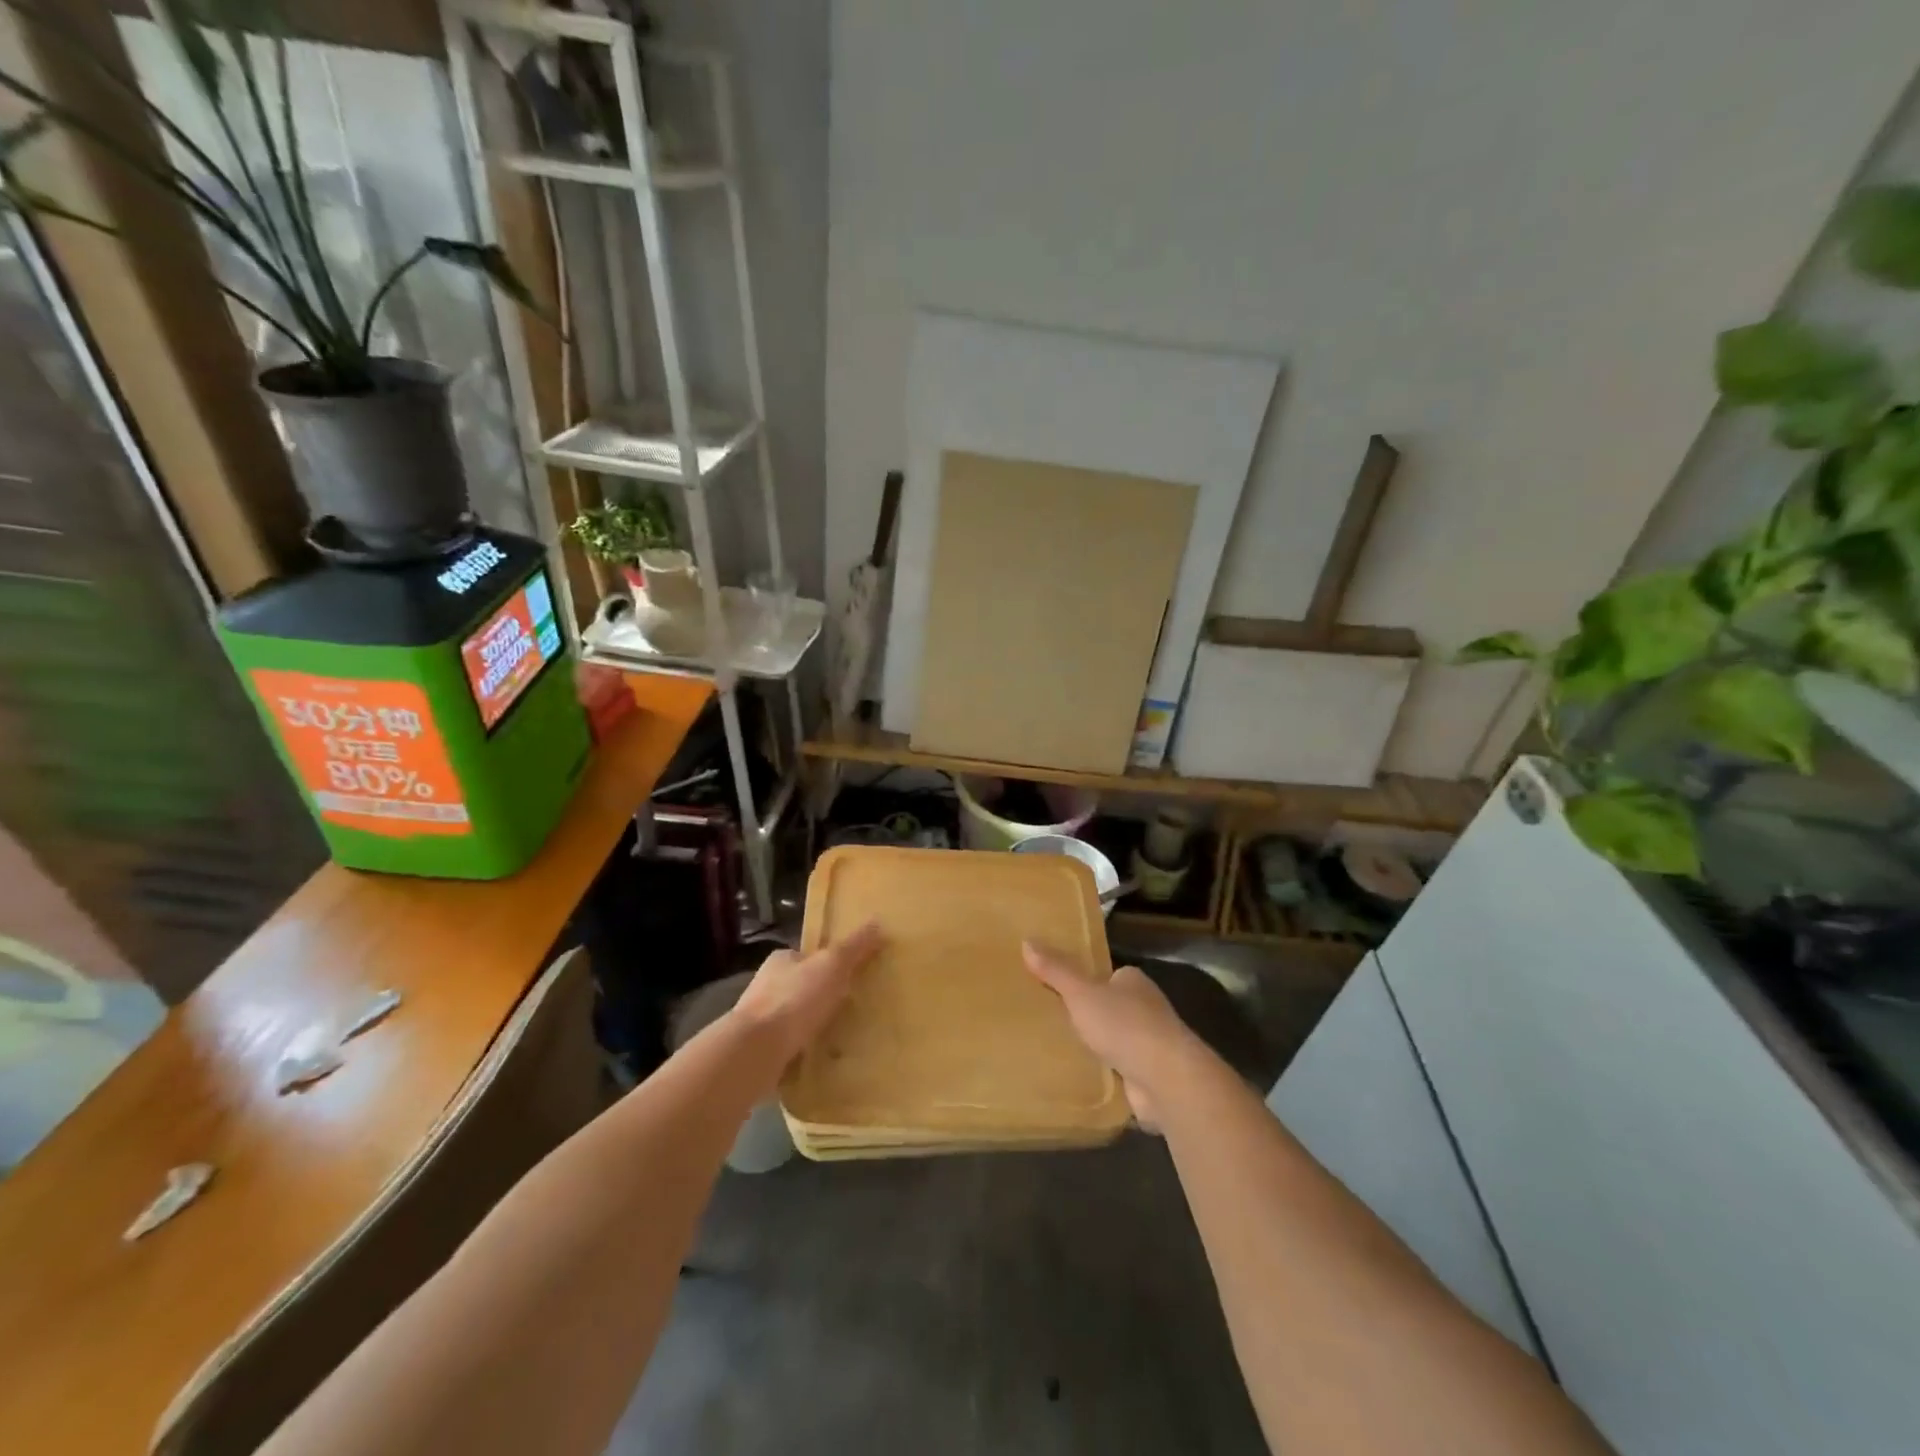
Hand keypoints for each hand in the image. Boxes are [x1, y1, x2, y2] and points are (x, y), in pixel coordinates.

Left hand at [731, 921, 882, 1062]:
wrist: (755, 1051)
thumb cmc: (794, 999)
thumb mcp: (831, 965)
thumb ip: (854, 946)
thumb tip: (877, 922)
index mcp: (781, 960)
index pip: (808, 956)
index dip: (829, 964)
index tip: (850, 978)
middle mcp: (766, 986)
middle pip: (801, 986)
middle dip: (821, 996)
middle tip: (850, 1008)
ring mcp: (760, 1020)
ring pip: (793, 1018)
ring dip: (811, 1025)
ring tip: (839, 1037)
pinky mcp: (759, 1050)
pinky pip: (788, 1045)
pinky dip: (802, 1049)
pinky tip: (819, 1059)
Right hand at [1022, 942, 1197, 1128]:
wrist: (1166, 1079)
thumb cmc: (1124, 1025)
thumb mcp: (1081, 993)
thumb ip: (1056, 970)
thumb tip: (1027, 940)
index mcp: (1133, 982)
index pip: (1107, 976)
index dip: (1085, 982)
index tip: (1059, 991)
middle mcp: (1146, 1009)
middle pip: (1111, 1007)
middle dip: (1089, 1016)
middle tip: (1053, 1021)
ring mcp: (1150, 1044)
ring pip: (1116, 1040)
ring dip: (1097, 1047)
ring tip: (1061, 1051)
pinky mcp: (1150, 1076)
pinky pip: (1119, 1070)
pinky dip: (1105, 1073)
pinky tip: (1082, 1078)